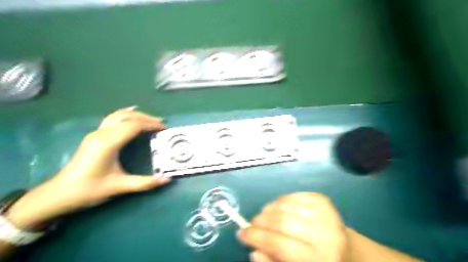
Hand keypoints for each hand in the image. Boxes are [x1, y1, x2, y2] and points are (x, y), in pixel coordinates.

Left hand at [5, 107, 170, 228]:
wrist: (60, 194)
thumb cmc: (90, 190)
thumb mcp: (120, 187)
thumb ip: (145, 183)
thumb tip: (167, 179)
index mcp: (108, 143)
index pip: (133, 126)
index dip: (150, 125)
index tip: (164, 129)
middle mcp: (102, 134)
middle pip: (127, 117)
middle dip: (146, 118)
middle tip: (161, 124)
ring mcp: (96, 133)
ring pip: (119, 115)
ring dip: (136, 115)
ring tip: (151, 120)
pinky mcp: (94, 136)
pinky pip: (112, 119)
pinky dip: (125, 115)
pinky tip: (131, 115)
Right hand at [239, 193, 348, 261]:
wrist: (348, 251)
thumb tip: (254, 251)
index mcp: (319, 259)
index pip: (280, 245)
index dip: (256, 238)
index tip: (241, 234)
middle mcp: (325, 234)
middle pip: (282, 222)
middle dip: (260, 222)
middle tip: (250, 225)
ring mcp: (326, 213)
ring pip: (286, 205)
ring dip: (268, 210)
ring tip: (261, 217)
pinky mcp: (323, 200)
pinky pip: (293, 196)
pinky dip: (280, 201)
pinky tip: (276, 208)